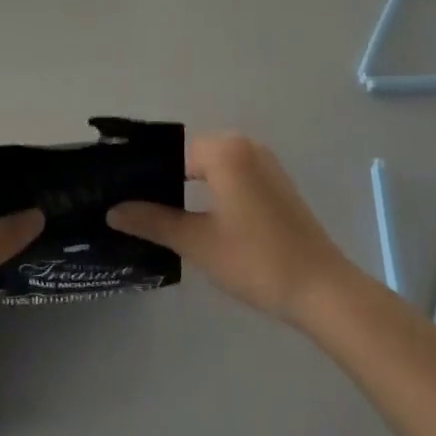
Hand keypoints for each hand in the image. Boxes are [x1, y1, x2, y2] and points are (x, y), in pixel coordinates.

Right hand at [107, 132, 358, 325]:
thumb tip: (113, 210)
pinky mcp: (276, 184)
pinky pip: (233, 176)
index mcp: (225, 151)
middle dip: (164, 180)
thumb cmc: (256, 260)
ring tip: (160, 216)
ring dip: (188, 187)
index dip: (145, 174)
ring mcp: (265, 164)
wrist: (322, 289)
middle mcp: (246, 146)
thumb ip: (153, 221)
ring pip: (212, 167)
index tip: (121, 196)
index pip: (170, 152)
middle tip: (135, 209)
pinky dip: (213, 191)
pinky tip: (199, 219)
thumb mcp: (198, 242)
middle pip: (191, 156)